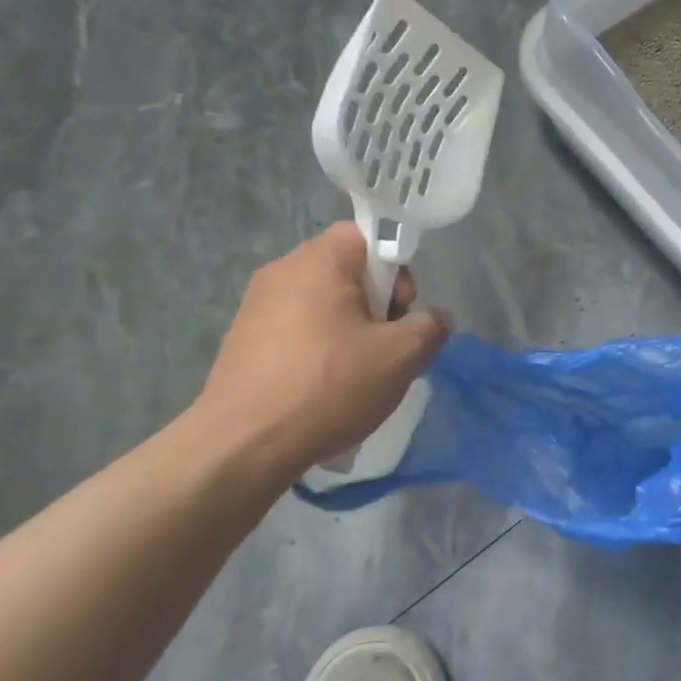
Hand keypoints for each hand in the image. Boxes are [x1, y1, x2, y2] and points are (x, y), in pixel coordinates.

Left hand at [188, 223, 449, 481]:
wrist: (243, 444)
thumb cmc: (329, 386)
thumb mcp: (400, 357)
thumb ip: (430, 328)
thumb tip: (437, 318)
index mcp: (319, 260)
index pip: (367, 236)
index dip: (395, 269)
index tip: (401, 312)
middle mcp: (281, 270)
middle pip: (346, 270)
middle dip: (375, 304)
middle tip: (386, 347)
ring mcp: (256, 305)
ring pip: (322, 303)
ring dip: (349, 330)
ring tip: (358, 375)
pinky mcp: (242, 340)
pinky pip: (296, 329)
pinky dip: (318, 349)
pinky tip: (324, 389)